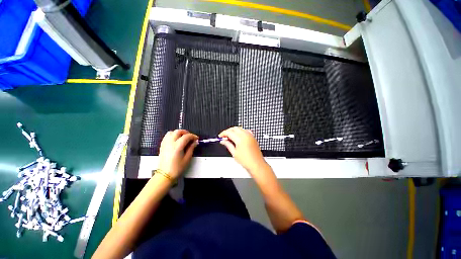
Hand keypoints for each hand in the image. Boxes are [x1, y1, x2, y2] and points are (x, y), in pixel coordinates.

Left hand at [158, 130, 198, 179]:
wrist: (165, 175)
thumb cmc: (176, 168)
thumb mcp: (187, 159)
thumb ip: (191, 148)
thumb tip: (195, 142)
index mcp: (177, 146)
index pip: (186, 136)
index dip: (193, 136)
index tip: (196, 139)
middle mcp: (170, 143)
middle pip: (178, 131)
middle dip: (186, 132)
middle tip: (190, 137)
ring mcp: (165, 144)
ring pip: (171, 132)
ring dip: (178, 133)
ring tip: (183, 137)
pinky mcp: (162, 146)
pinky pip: (167, 136)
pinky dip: (172, 135)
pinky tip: (176, 140)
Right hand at [219, 127, 266, 171]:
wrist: (257, 164)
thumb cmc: (247, 161)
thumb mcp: (234, 153)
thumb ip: (228, 145)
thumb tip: (223, 141)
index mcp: (240, 139)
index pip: (229, 132)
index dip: (223, 134)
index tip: (220, 136)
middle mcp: (246, 135)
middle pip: (234, 128)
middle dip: (228, 131)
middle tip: (224, 137)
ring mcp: (250, 136)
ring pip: (240, 128)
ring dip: (234, 131)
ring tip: (230, 138)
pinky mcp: (253, 137)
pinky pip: (245, 131)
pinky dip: (240, 132)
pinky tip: (238, 137)